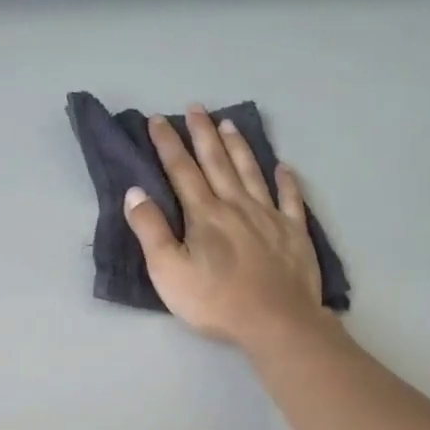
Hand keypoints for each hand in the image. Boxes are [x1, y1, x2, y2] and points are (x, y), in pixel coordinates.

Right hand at [124, 107, 340, 349]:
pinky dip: (287, 180)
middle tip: (196, 108)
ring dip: (238, 146)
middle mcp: (236, 205)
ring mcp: (269, 217)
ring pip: (251, 172)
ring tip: (229, 123)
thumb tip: (135, 192)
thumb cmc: (215, 301)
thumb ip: (150, 230)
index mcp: (204, 214)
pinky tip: (284, 167)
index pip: (181, 171)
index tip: (157, 120)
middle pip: (217, 162)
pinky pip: (291, 199)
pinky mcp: (294, 233)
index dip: (167, 144)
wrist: (276, 322)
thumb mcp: (167, 271)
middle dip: (203, 134)